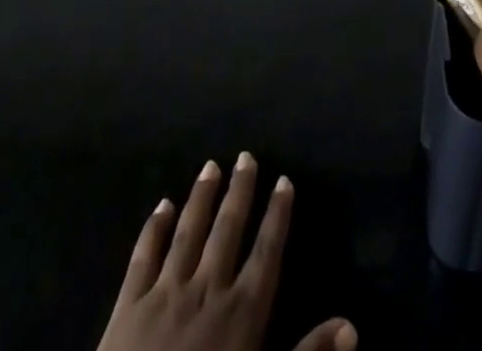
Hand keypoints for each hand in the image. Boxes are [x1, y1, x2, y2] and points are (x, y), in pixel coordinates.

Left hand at [96, 153, 355, 350]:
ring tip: (210, 165)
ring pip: (188, 232)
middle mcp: (207, 290)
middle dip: (239, 192)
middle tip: (246, 156)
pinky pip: (144, 257)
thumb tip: (351, 326)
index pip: (266, 252)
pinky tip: (162, 205)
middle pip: (227, 230)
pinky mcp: (130, 306)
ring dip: (202, 197)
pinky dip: (154, 228)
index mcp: (242, 313)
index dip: (277, 216)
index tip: (284, 180)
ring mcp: (166, 294)